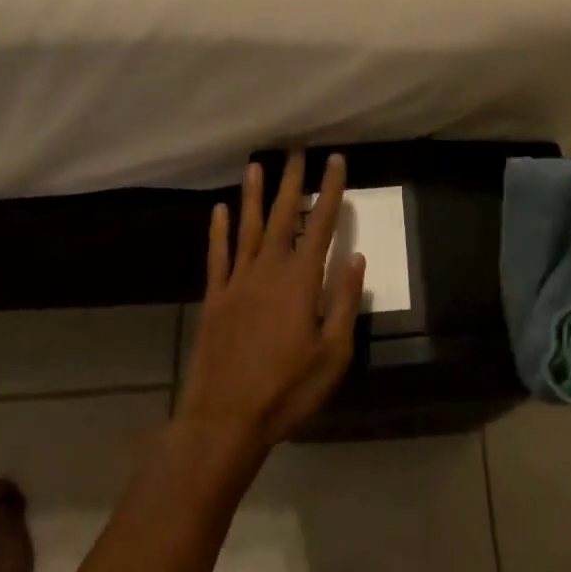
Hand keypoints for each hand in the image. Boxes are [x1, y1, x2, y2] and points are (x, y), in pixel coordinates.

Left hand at [176, 151, 366, 463]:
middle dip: (292, 182)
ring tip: (256, 165)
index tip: (335, 160)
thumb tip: (356, 256)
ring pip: (247, 227)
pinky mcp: (214, 298)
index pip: (320, 224)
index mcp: (300, 281)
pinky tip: (219, 209)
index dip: (330, 190)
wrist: (224, 420)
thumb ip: (344, 302)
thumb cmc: (287, 390)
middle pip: (282, 216)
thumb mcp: (332, 354)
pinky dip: (219, 230)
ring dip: (253, 195)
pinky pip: (218, 255)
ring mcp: (237, 282)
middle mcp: (268, 270)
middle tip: (295, 151)